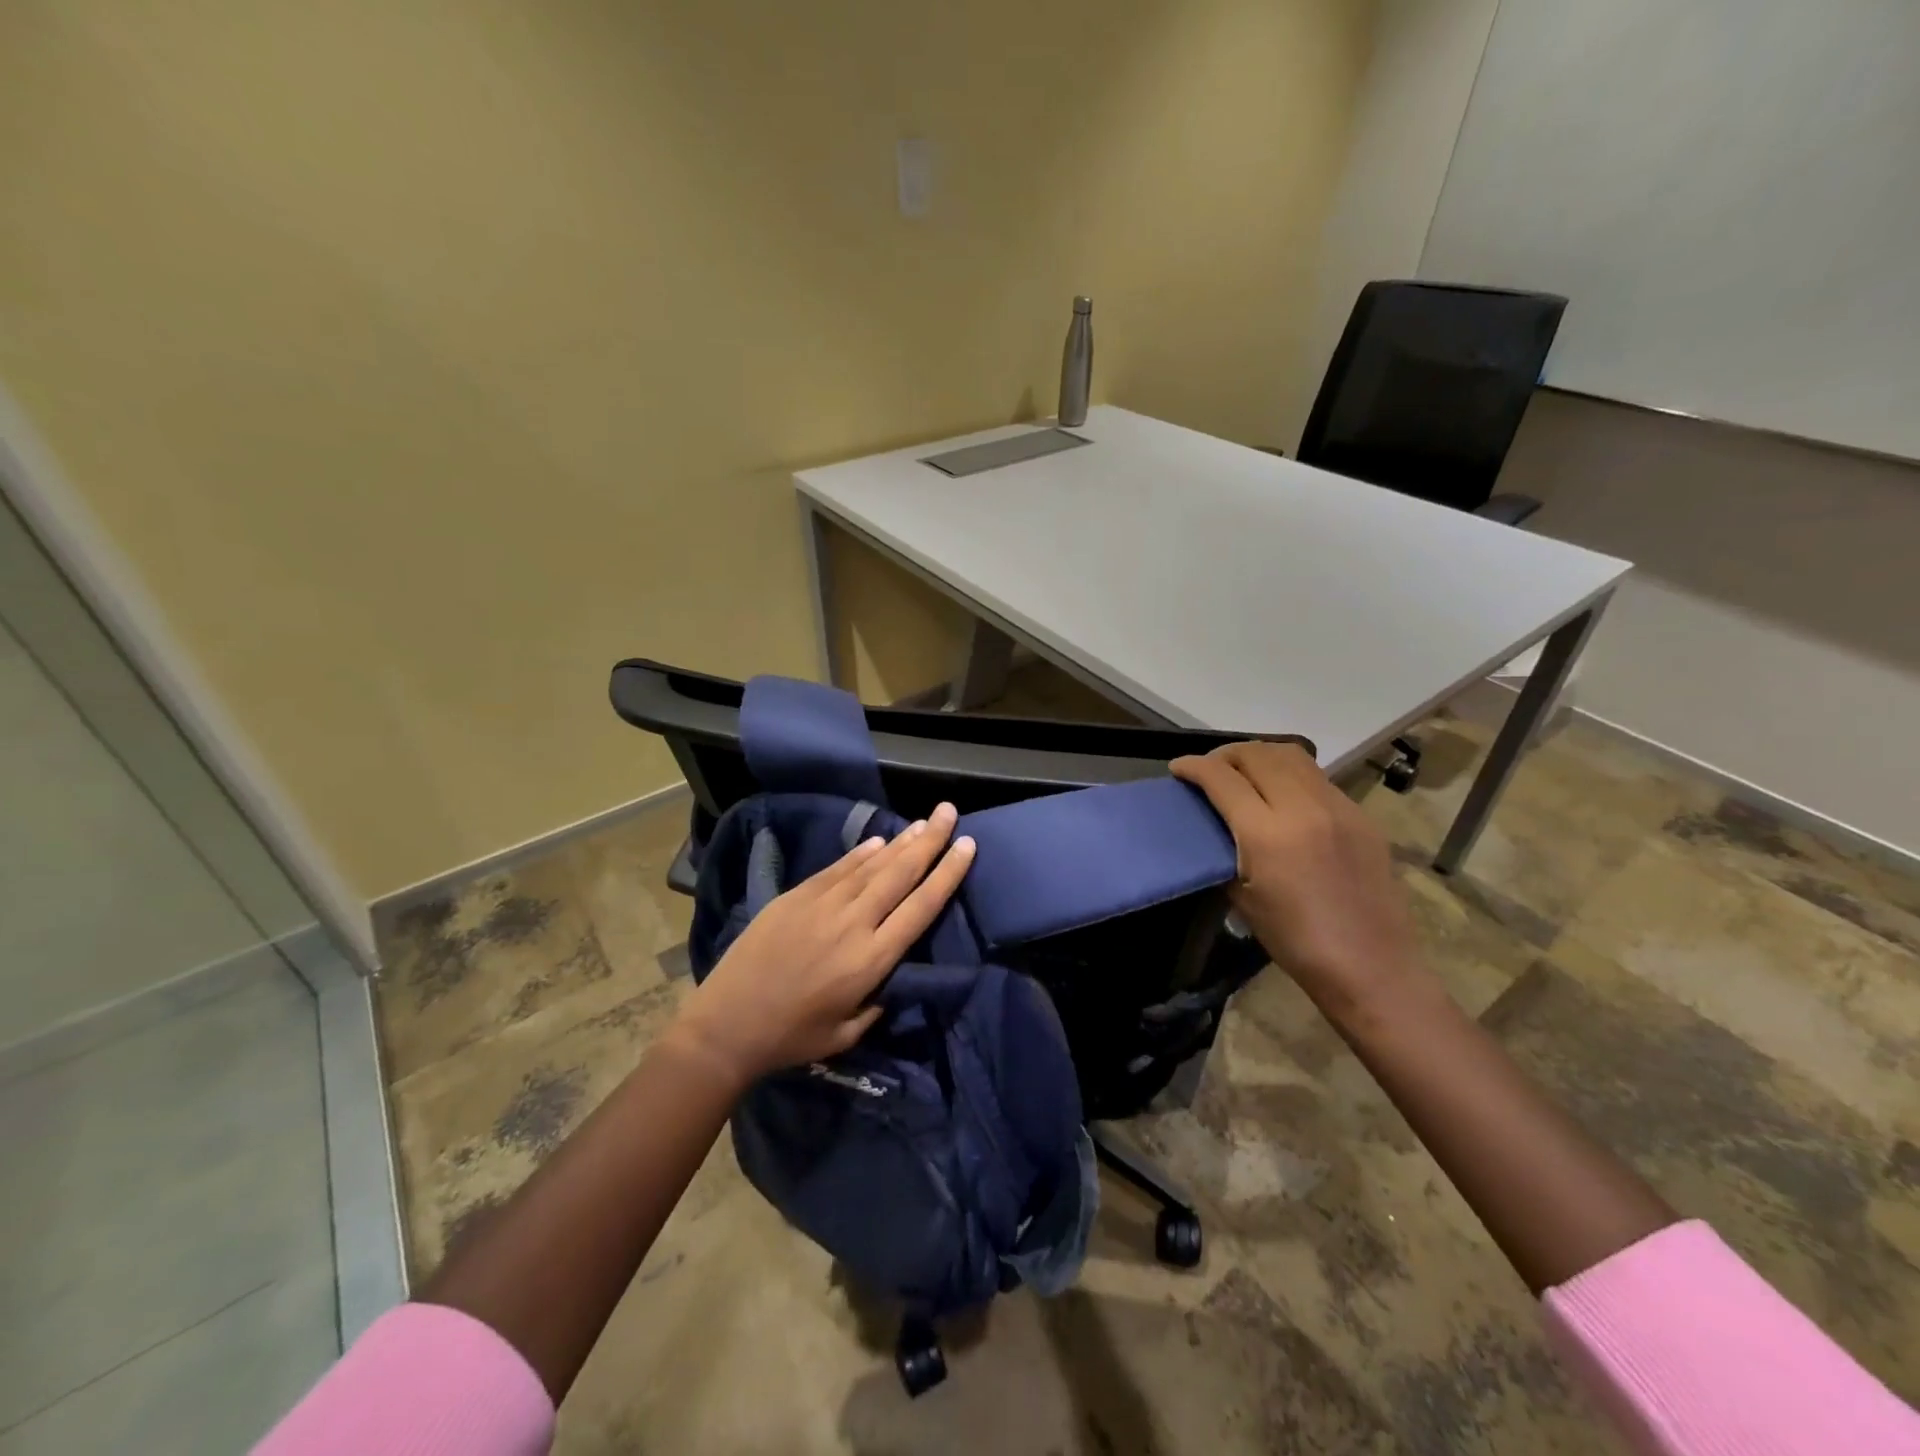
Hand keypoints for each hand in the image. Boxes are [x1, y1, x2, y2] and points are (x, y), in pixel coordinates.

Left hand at [669, 802, 975, 1086]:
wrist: (727, 1023)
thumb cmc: (792, 1036)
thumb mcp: (848, 1033)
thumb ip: (878, 1000)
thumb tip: (893, 973)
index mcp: (871, 960)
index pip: (921, 907)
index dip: (947, 874)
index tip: (967, 846)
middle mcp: (853, 923)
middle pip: (900, 874)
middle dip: (930, 841)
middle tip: (950, 812)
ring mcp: (822, 904)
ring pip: (872, 865)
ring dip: (901, 842)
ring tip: (924, 821)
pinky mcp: (796, 896)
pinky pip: (838, 869)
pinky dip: (861, 854)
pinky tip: (879, 841)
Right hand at [1171, 743, 1423, 1015]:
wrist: (1371, 966)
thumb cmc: (1295, 942)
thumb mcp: (1242, 898)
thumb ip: (1225, 850)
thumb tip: (1214, 826)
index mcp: (1267, 834)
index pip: (1222, 778)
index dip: (1193, 767)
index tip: (1178, 768)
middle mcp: (1303, 808)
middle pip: (1257, 754)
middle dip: (1225, 755)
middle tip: (1210, 770)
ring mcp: (1338, 807)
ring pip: (1291, 755)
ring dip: (1259, 756)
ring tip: (1244, 773)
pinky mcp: (1360, 815)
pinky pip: (1317, 777)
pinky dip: (1290, 774)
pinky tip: (1282, 796)